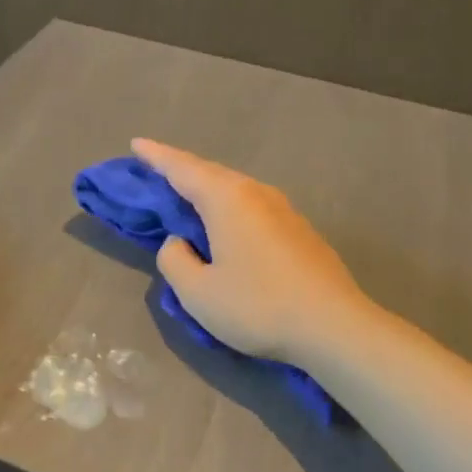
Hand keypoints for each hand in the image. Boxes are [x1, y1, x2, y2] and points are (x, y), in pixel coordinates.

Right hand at [132, 138, 374, 368]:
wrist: (335, 328)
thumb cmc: (258, 306)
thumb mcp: (197, 292)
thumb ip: (174, 260)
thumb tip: (180, 242)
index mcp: (226, 199)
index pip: (181, 168)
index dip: (156, 156)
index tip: (136, 143)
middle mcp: (255, 193)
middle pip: (210, 172)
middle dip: (180, 169)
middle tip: (156, 169)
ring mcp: (283, 209)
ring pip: (234, 188)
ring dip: (206, 187)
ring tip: (188, 195)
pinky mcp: (299, 230)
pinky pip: (251, 205)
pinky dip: (228, 205)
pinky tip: (226, 225)